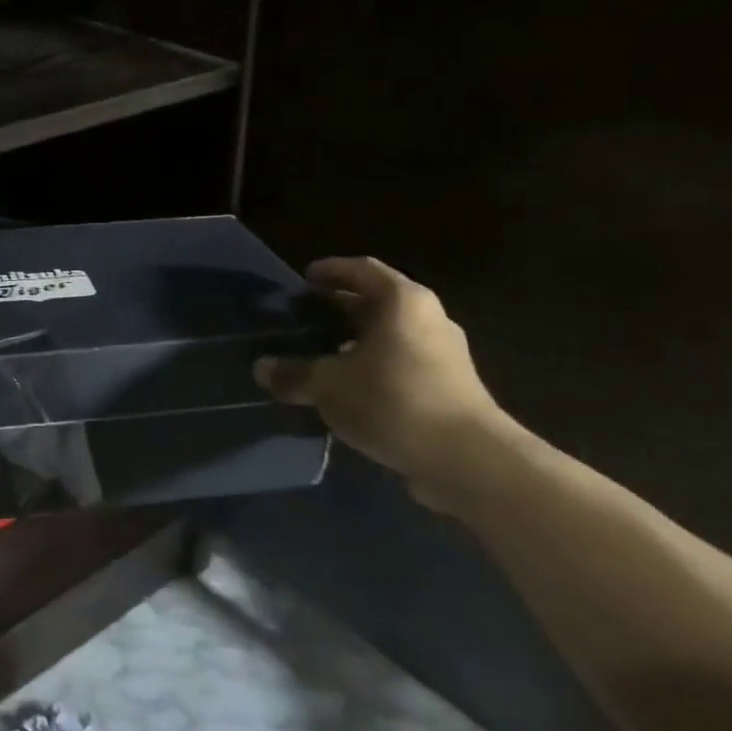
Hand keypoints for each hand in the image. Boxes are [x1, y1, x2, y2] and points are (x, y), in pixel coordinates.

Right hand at [254, 257, 516, 510]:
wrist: (470, 461)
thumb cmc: (394, 400)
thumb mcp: (330, 386)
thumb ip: (294, 374)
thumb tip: (261, 369)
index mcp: (402, 301)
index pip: (362, 269)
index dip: (331, 270)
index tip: (305, 279)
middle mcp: (428, 319)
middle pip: (378, 302)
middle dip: (341, 308)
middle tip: (307, 318)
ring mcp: (444, 355)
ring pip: (391, 336)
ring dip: (358, 342)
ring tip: (322, 355)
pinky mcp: (450, 389)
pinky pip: (403, 365)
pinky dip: (375, 368)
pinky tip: (350, 391)